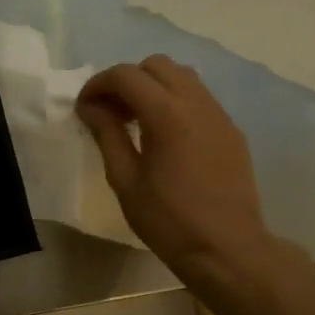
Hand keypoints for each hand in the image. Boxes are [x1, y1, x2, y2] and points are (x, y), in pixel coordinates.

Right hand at [76, 56, 274, 288]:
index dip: (98, 84)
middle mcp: (197, 103)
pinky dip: (174, 101)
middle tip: (109, 111)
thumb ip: (107, 135)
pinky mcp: (230, 130)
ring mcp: (219, 115)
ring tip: (134, 120)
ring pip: (181, 76)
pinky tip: (162, 135)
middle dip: (126, 80)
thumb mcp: (125, 180)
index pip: (126, 75)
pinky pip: (198, 97)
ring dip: (152, 87)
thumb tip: (91, 107)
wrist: (227, 249)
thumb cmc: (168, 220)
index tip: (84, 108)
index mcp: (167, 115)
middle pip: (156, 65)